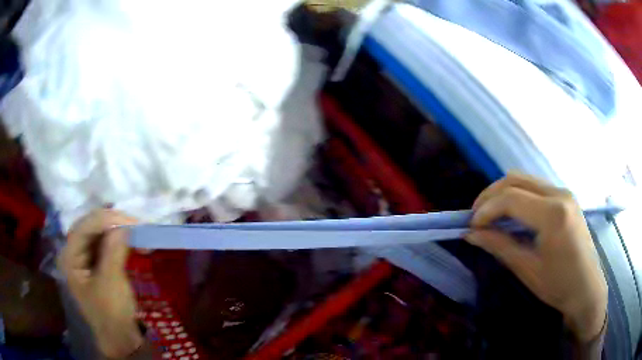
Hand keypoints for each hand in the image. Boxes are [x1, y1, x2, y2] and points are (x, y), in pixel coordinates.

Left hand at [58, 209, 142, 357]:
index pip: (84, 227)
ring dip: (118, 232)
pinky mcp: (96, 264)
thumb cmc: (111, 314)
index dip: (106, 220)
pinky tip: (131, 243)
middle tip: (137, 226)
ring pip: (99, 235)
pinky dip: (119, 241)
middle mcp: (73, 253)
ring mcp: (84, 258)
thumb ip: (114, 251)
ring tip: (137, 234)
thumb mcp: (111, 283)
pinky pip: (106, 245)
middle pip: (91, 228)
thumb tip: (124, 225)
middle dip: (113, 224)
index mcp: (69, 257)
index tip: (131, 222)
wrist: (120, 339)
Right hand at [465, 172, 607, 341]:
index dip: (486, 209)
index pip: (511, 198)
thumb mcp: (527, 269)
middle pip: (515, 179)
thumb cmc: (558, 285)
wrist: (586, 288)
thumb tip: (471, 234)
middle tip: (476, 217)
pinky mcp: (565, 197)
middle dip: (490, 195)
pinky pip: (535, 187)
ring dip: (503, 193)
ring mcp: (564, 192)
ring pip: (524, 179)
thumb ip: (499, 246)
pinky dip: (517, 196)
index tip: (471, 226)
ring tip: (490, 215)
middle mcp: (559, 194)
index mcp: (553, 214)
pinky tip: (512, 215)